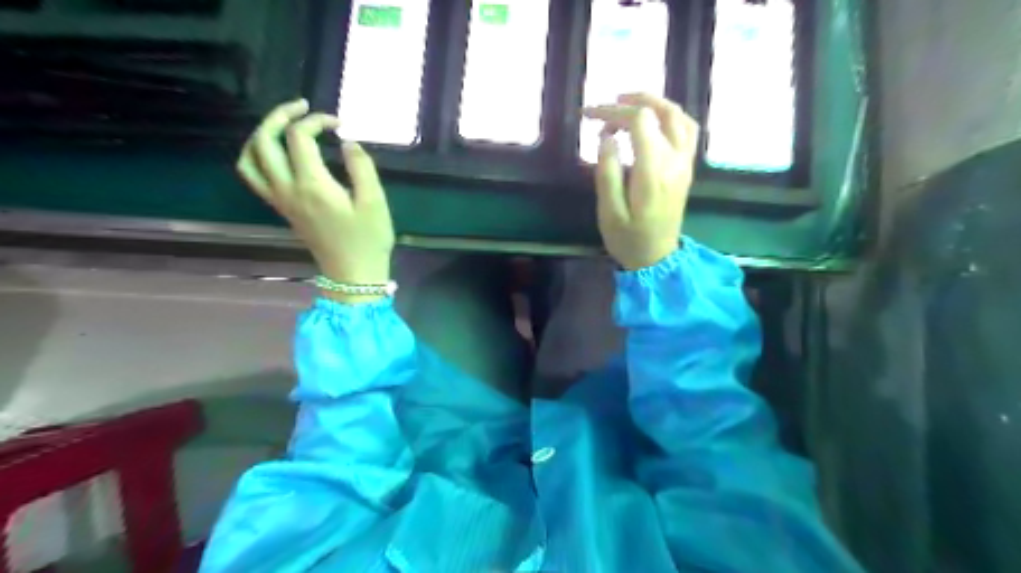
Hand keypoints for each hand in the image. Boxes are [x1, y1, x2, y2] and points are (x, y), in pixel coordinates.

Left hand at [237, 99, 396, 304]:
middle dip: (279, 116)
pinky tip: (278, 153)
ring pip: (250, 158)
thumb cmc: (368, 240)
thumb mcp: (375, 202)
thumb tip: (348, 142)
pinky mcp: (282, 209)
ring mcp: (280, 200)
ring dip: (261, 135)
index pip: (299, 137)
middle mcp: (288, 189)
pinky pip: (254, 176)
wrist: (353, 274)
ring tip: (283, 125)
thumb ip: (361, 167)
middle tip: (303, 108)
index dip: (316, 121)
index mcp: (312, 185)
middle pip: (264, 141)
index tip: (339, 124)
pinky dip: (258, 156)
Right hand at [582, 92, 702, 270]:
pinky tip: (652, 121)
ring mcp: (685, 164)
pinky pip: (687, 130)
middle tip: (608, 104)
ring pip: (679, 117)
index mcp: (653, 171)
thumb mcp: (609, 211)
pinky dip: (670, 116)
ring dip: (655, 103)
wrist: (657, 259)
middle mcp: (675, 161)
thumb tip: (607, 137)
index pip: (639, 121)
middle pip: (662, 112)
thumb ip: (607, 172)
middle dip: (633, 101)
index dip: (612, 111)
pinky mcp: (687, 168)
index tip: (588, 115)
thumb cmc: (628, 238)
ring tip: (629, 105)